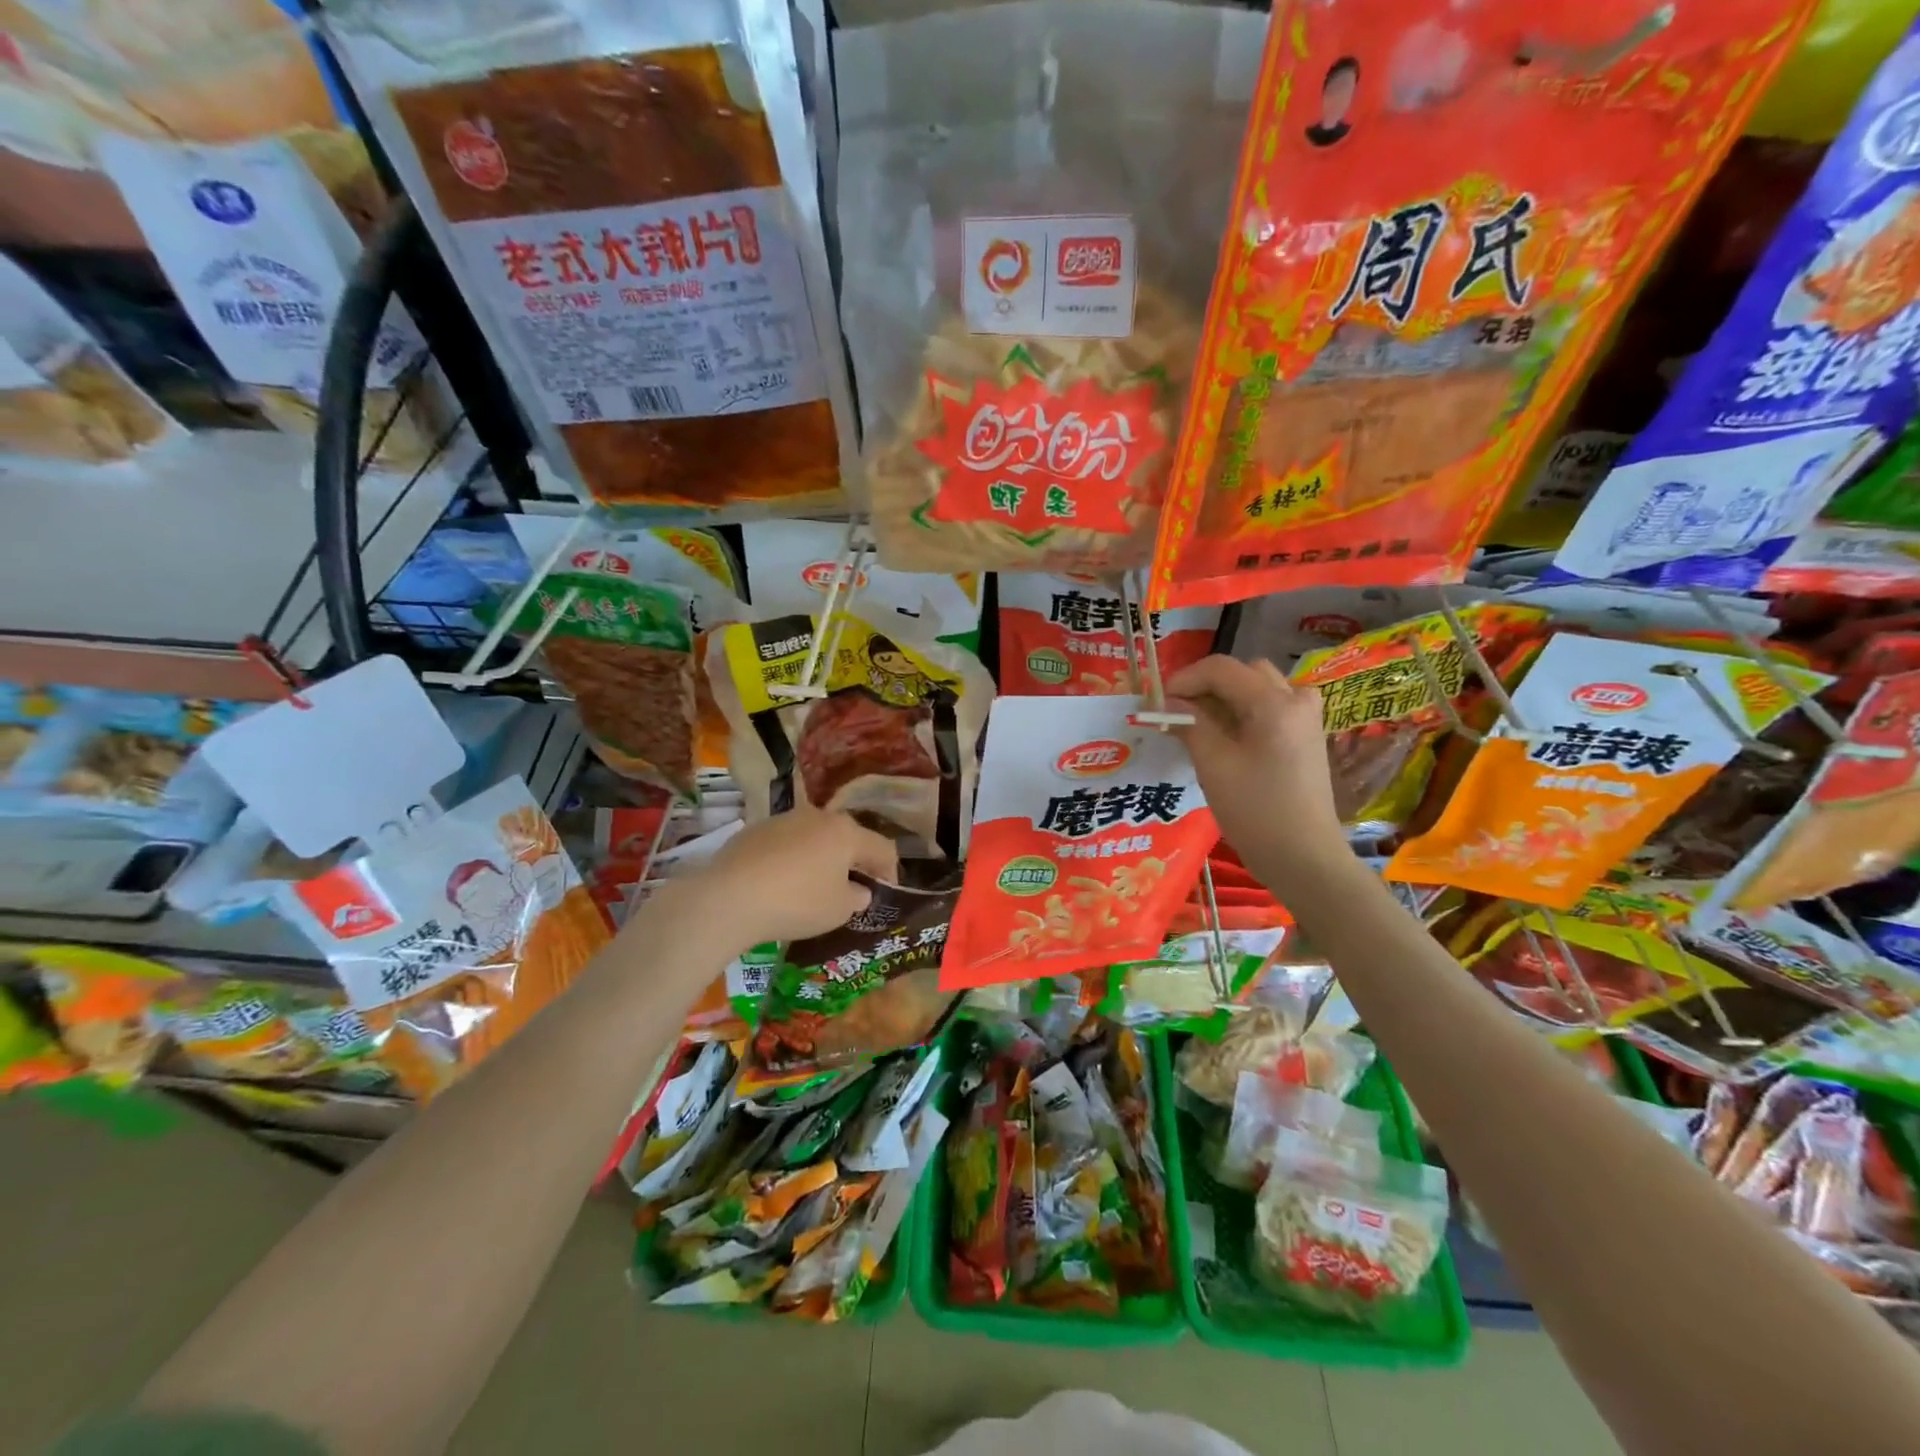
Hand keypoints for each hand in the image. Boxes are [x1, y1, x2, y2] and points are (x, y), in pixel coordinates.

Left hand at [669, 808, 898, 955]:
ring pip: (815, 837)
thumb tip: (858, 890)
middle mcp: (819, 816)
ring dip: (821, 858)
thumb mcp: (838, 910)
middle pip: (848, 837)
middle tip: (852, 889)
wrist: (728, 897)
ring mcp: (785, 819)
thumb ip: (857, 897)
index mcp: (846, 832)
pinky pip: (786, 844)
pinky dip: (792, 860)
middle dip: (854, 862)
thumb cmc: (797, 903)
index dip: (889, 871)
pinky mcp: (756, 829)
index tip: (884, 893)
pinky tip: (780, 884)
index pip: (882, 848)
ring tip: (814, 887)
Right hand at [1164, 655, 1344, 877]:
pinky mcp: (1306, 736)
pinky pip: (1270, 708)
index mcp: (1274, 702)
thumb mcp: (1214, 764)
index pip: (1221, 669)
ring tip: (1198, 726)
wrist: (1304, 857)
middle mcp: (1296, 699)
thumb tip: (1166, 702)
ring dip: (1224, 699)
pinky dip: (1243, 713)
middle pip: (1242, 673)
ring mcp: (1306, 717)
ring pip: (1257, 688)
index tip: (1158, 703)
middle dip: (1205, 687)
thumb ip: (1190, 723)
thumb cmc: (1255, 810)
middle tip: (1177, 713)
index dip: (1184, 680)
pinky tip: (1225, 739)